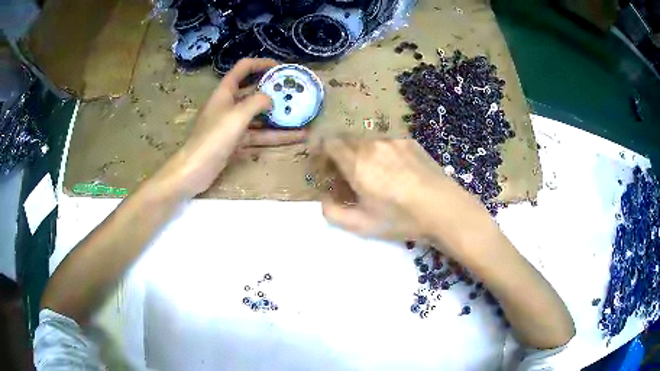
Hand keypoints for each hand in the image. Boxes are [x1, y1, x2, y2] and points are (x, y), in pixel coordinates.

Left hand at [159, 58, 306, 196]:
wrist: (195, 170)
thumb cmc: (213, 137)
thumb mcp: (237, 115)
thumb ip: (257, 102)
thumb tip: (271, 98)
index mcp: (225, 92)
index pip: (244, 68)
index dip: (262, 63)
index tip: (282, 68)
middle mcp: (229, 105)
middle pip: (253, 91)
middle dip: (274, 91)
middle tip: (296, 92)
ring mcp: (233, 124)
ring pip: (259, 116)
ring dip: (279, 116)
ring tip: (303, 116)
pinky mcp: (236, 141)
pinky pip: (259, 135)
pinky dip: (275, 136)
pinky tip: (296, 137)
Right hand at [321, 139, 492, 251]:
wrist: (443, 208)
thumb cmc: (401, 219)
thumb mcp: (362, 225)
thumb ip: (333, 213)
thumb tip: (324, 199)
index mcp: (357, 163)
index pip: (330, 143)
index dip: (324, 152)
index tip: (327, 167)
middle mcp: (372, 144)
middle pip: (347, 139)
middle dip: (342, 153)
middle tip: (348, 173)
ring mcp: (393, 140)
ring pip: (367, 139)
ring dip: (363, 151)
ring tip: (374, 172)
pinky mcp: (410, 141)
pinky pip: (387, 141)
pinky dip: (382, 151)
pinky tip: (395, 169)